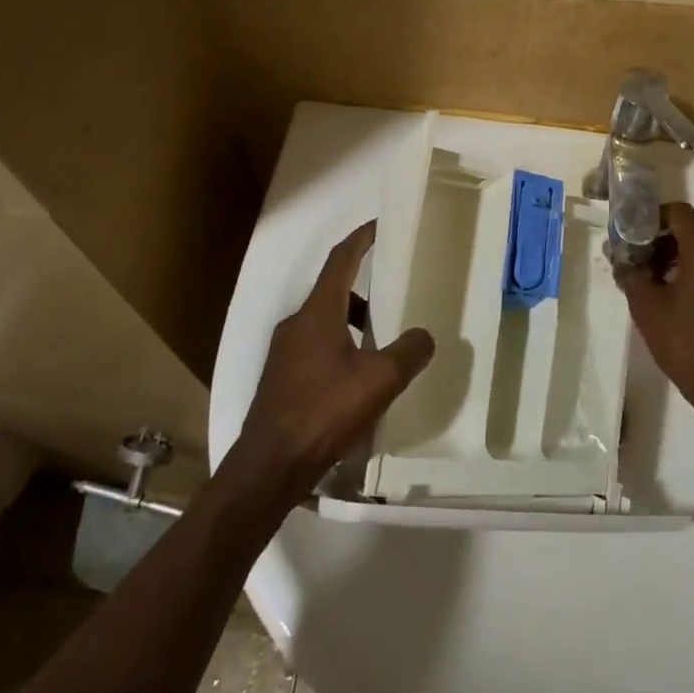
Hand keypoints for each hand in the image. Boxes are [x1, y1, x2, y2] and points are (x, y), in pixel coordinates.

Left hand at [231, 223, 433, 502]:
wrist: (269, 467)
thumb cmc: (324, 411)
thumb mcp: (379, 380)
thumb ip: (408, 352)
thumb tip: (424, 335)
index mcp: (318, 312)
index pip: (341, 259)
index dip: (362, 238)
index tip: (380, 225)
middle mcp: (297, 323)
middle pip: (334, 290)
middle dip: (364, 285)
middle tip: (395, 289)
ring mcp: (284, 352)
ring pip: (324, 321)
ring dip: (353, 320)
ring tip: (382, 340)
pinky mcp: (281, 378)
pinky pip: (316, 346)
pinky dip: (340, 345)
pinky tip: (358, 377)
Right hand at [617, 203, 693, 424]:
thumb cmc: (686, 342)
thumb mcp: (647, 307)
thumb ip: (631, 274)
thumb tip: (621, 259)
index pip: (678, 212)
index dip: (651, 217)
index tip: (630, 234)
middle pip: (692, 230)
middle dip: (660, 240)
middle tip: (635, 260)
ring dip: (676, 257)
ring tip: (651, 281)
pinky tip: (674, 296)